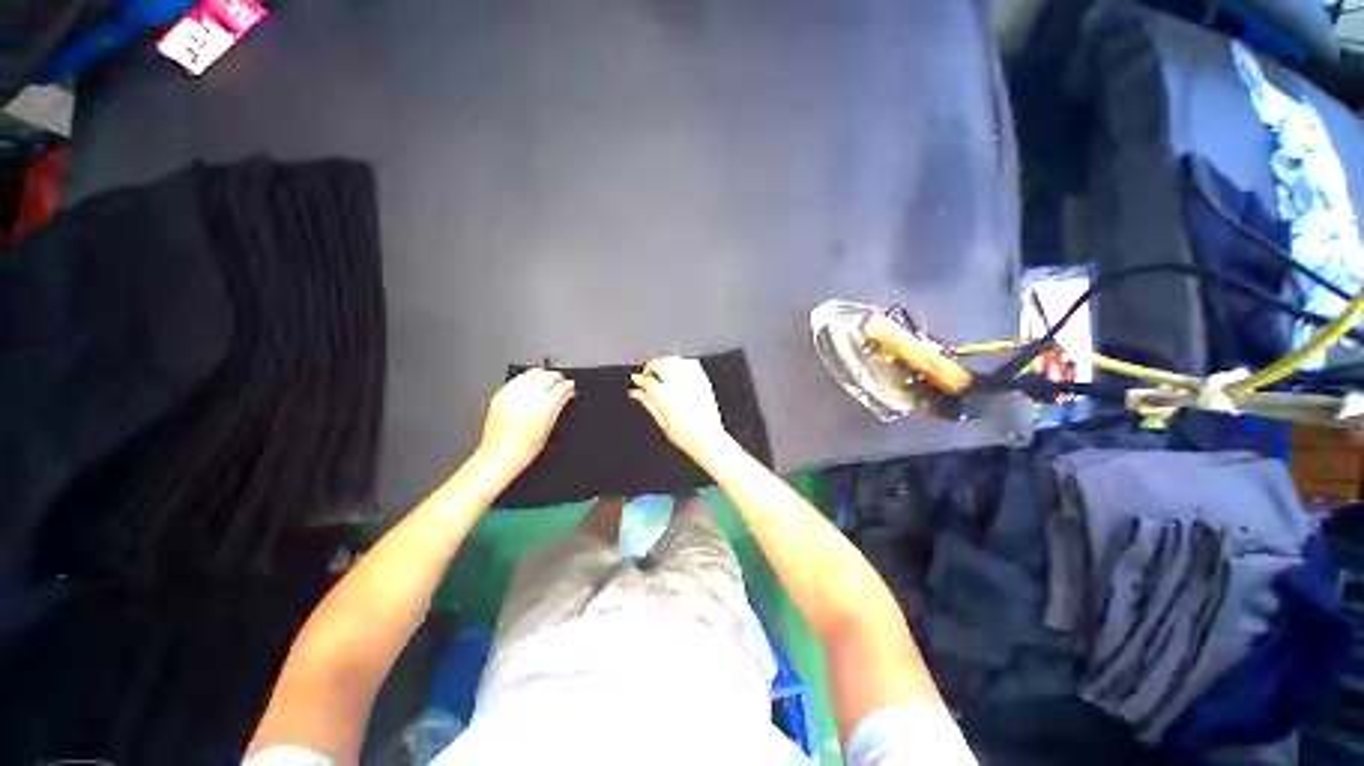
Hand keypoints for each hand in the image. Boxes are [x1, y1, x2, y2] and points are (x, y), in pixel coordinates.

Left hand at [478, 368, 574, 474]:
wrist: (500, 455)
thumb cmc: (524, 447)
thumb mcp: (550, 426)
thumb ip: (561, 404)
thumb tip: (569, 392)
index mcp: (543, 405)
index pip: (561, 386)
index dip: (568, 385)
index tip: (570, 386)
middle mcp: (527, 395)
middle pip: (547, 376)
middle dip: (555, 377)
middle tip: (560, 384)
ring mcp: (512, 393)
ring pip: (531, 373)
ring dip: (541, 375)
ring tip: (545, 383)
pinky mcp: (500, 394)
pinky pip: (517, 379)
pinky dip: (526, 380)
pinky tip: (529, 387)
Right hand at [629, 356, 730, 460]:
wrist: (708, 439)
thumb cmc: (686, 436)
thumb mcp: (661, 422)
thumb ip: (648, 403)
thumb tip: (636, 392)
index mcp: (666, 399)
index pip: (648, 381)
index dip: (639, 379)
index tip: (637, 379)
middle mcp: (679, 387)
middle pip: (660, 365)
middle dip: (650, 366)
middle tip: (647, 374)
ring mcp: (692, 382)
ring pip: (675, 361)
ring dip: (665, 362)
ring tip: (661, 370)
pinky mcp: (703, 381)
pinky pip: (691, 363)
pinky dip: (682, 362)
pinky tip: (678, 369)